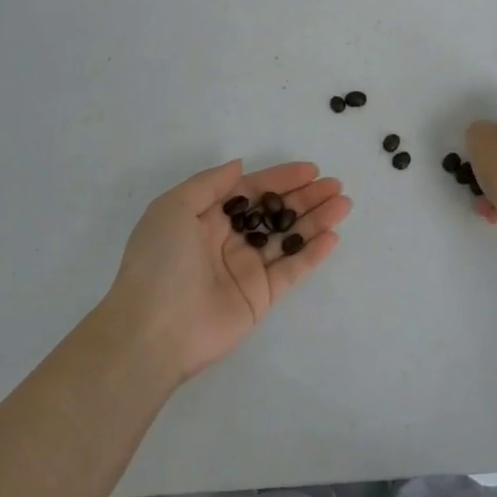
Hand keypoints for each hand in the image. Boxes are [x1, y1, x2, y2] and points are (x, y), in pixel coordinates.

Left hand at [104, 160, 351, 382]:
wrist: (153, 330)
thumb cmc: (160, 262)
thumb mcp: (173, 208)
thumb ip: (210, 184)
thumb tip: (240, 166)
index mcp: (205, 218)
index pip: (250, 191)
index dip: (280, 178)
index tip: (310, 169)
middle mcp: (228, 241)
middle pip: (274, 213)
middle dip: (305, 197)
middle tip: (335, 186)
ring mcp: (246, 270)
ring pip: (288, 238)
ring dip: (316, 220)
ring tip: (343, 204)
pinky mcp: (260, 298)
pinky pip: (291, 270)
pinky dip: (312, 254)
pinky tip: (333, 236)